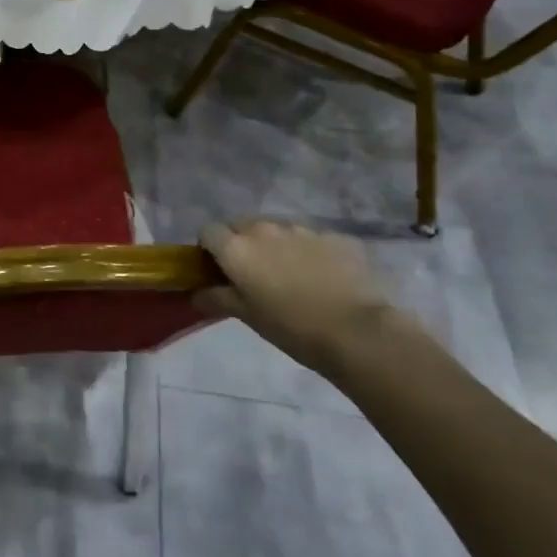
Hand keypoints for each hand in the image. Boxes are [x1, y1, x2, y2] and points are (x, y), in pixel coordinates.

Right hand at [198, 219, 402, 374]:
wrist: (358, 331)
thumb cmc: (292, 327)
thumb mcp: (248, 317)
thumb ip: (218, 298)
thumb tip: (197, 293)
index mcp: (237, 248)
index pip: (208, 232)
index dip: (210, 249)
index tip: (219, 271)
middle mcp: (265, 229)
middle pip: (241, 224)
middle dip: (241, 242)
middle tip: (253, 274)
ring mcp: (302, 229)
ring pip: (277, 230)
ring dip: (275, 245)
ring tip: (291, 276)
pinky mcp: (334, 236)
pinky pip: (310, 239)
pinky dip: (308, 252)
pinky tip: (322, 278)